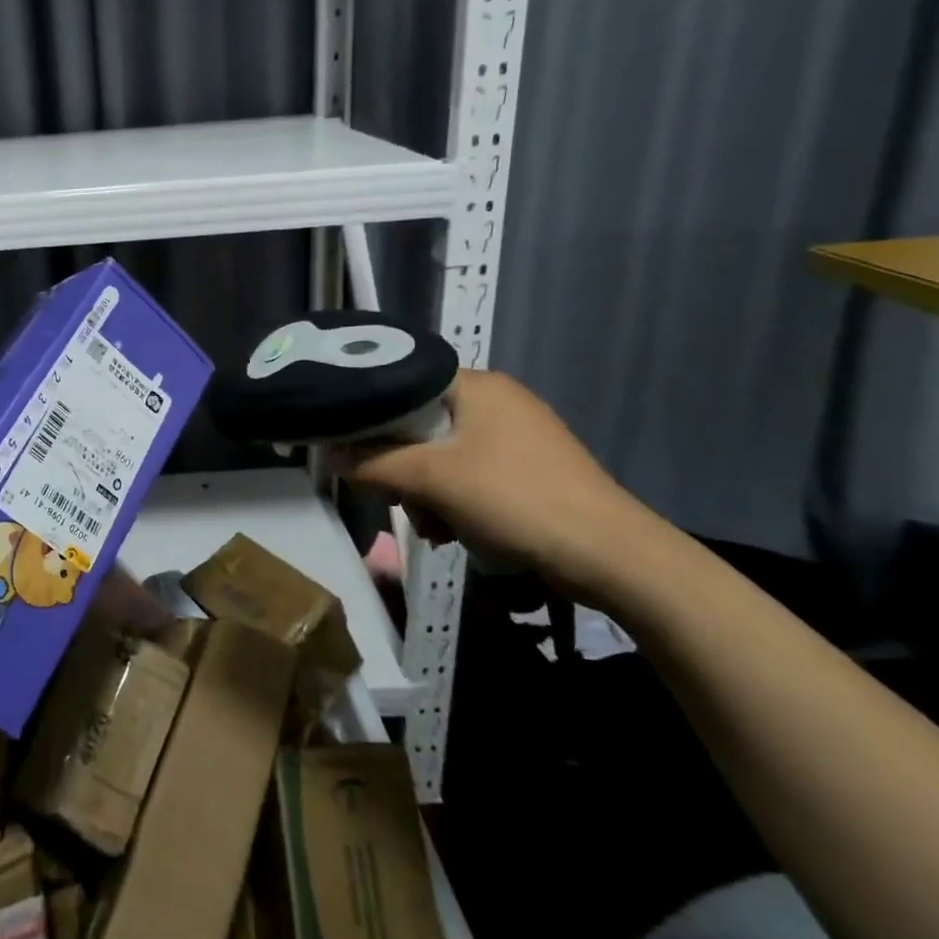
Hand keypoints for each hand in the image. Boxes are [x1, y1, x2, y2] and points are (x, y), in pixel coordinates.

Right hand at [328, 370, 667, 603]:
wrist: (612, 556)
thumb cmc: (515, 500)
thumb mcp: (431, 480)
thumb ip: (372, 463)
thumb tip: (326, 452)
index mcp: (476, 385)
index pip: (402, 382)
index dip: (369, 414)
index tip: (349, 447)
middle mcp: (496, 400)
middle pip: (418, 423)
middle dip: (401, 467)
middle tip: (400, 500)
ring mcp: (516, 434)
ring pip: (441, 454)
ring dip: (426, 492)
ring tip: (434, 527)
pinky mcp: (528, 468)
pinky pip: (469, 473)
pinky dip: (454, 500)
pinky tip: (456, 531)